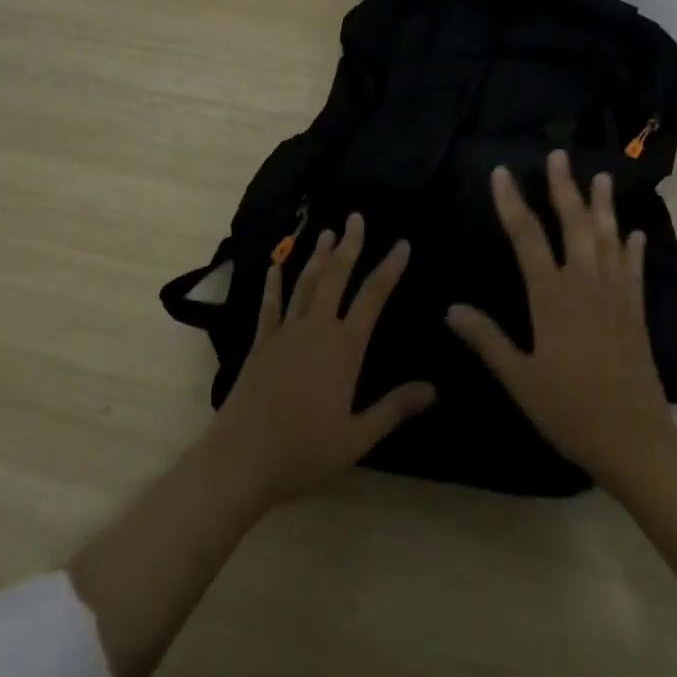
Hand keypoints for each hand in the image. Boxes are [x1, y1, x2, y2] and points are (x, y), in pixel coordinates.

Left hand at [207, 211, 435, 506]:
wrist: (242, 458)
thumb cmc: (304, 450)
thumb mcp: (357, 437)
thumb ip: (394, 408)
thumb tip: (433, 389)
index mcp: (345, 347)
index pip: (373, 297)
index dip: (389, 268)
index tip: (402, 243)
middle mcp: (317, 329)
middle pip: (336, 277)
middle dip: (349, 245)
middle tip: (356, 217)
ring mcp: (286, 332)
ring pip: (306, 283)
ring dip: (318, 257)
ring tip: (327, 232)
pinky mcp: (261, 344)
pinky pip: (270, 305)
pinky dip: (274, 283)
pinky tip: (274, 265)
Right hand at [446, 150, 676, 490]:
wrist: (634, 440)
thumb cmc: (570, 409)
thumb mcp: (520, 379)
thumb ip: (486, 339)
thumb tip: (451, 308)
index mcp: (551, 295)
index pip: (526, 236)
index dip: (511, 201)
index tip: (501, 171)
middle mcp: (585, 282)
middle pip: (573, 223)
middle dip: (563, 187)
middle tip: (558, 154)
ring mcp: (615, 293)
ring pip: (608, 237)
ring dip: (603, 205)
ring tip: (601, 176)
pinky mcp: (635, 310)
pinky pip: (633, 269)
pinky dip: (633, 248)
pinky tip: (635, 233)